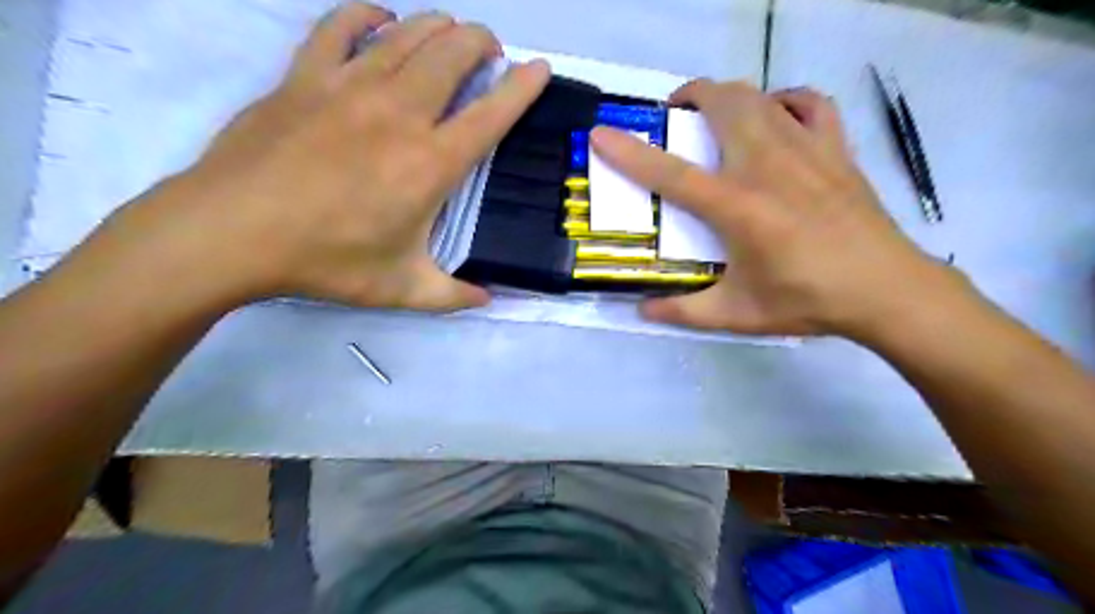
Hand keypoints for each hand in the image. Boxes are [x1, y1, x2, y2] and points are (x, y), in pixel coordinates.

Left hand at [129, 3, 546, 310]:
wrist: (233, 231)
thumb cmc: (326, 260)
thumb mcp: (402, 289)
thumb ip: (453, 295)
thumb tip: (488, 299)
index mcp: (431, 163)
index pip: (492, 113)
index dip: (523, 86)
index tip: (539, 69)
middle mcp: (400, 112)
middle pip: (454, 54)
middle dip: (482, 42)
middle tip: (490, 51)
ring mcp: (350, 85)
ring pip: (409, 33)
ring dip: (440, 26)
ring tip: (451, 34)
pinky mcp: (306, 75)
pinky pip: (342, 24)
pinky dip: (368, 13)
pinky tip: (381, 18)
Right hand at [590, 80, 961, 337]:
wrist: (885, 290)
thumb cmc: (806, 301)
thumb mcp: (736, 314)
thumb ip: (683, 312)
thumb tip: (642, 310)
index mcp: (738, 207)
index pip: (671, 172)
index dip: (629, 152)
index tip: (601, 134)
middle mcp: (768, 167)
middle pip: (722, 105)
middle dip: (688, 98)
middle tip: (673, 119)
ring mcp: (806, 151)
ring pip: (759, 96)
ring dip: (727, 96)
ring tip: (713, 115)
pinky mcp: (836, 149)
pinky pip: (809, 104)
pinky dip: (785, 100)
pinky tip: (775, 114)